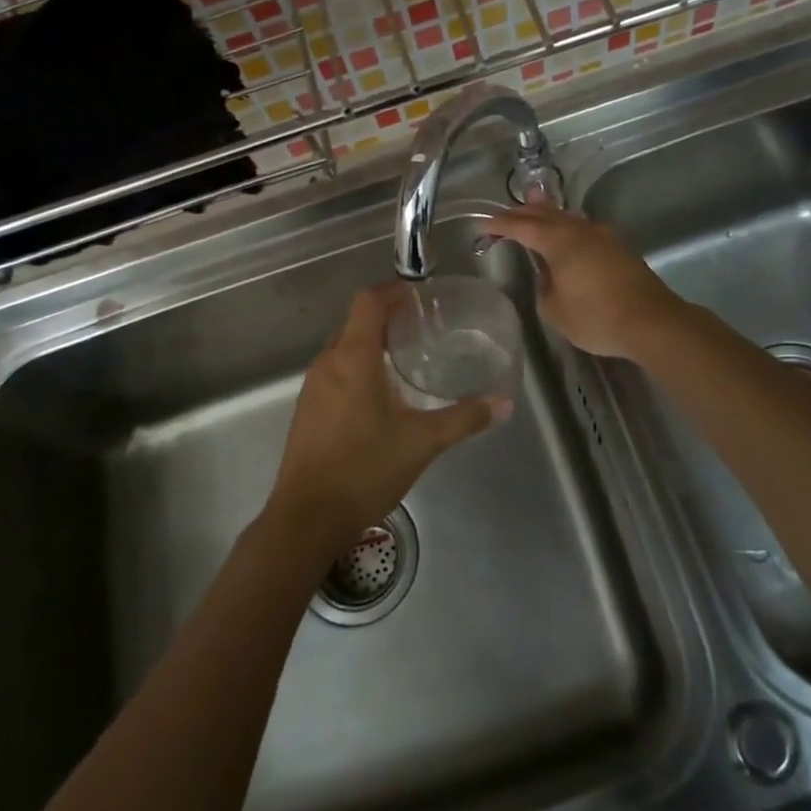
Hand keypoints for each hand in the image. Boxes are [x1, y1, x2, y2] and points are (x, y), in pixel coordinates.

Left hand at [268, 284, 508, 549]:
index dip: (394, 291)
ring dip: (373, 343)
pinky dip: (359, 366)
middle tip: (424, 328)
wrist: (307, 518)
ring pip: (344, 347)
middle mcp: (328, 362)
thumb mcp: (421, 442)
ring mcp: (313, 386)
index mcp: (353, 357)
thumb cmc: (364, 470)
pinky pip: (335, 370)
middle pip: (356, 321)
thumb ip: (463, 418)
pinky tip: (382, 394)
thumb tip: (503, 403)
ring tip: (408, 358)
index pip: (368, 301)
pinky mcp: (308, 409)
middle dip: (388, 318)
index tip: (422, 297)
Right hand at [483, 204, 689, 359]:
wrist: (652, 322)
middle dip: (523, 213)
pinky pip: (584, 229)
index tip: (483, 223)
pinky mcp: (619, 249)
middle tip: (505, 211)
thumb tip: (549, 275)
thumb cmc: (597, 317)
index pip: (523, 227)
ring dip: (549, 214)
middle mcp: (581, 231)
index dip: (501, 224)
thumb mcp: (555, 310)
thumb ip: (545, 287)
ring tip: (535, 206)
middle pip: (547, 215)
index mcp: (560, 242)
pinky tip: (568, 233)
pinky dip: (568, 227)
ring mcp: (603, 237)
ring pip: (569, 218)